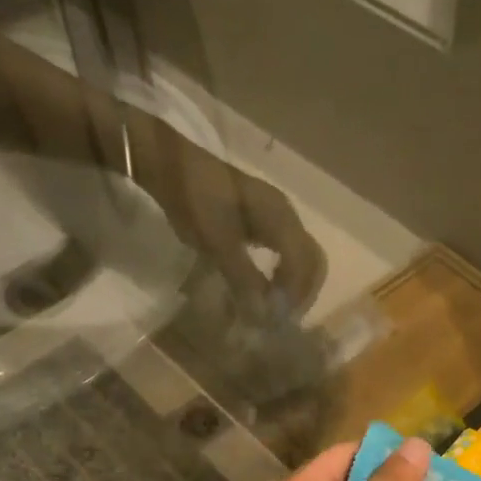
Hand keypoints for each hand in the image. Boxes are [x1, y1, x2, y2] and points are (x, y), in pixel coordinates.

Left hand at [126, 109, 327, 314]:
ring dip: (294, 283)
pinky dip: (283, 271)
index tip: (274, 318)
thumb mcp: (217, 242)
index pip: (303, 262)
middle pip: (311, 259)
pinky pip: (287, 249)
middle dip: (301, 291)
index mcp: (280, 217)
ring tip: (274, 305)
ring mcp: (276, 214)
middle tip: (280, 316)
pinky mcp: (263, 217)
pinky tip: (266, 284)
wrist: (169, 161)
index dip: (294, 294)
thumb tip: (265, 315)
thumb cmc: (194, 199)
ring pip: (301, 255)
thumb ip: (244, 278)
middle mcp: (286, 214)